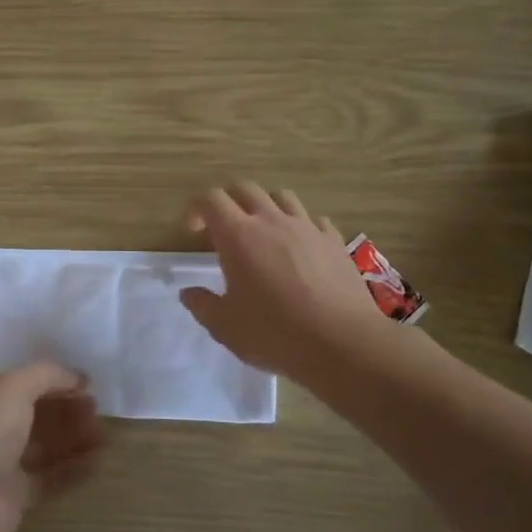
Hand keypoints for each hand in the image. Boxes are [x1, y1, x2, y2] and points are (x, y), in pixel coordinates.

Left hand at [0, 362, 104, 531]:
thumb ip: (47, 374)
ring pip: (44, 446)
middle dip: (66, 408)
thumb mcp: (12, 387)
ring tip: (105, 436)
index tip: (87, 382)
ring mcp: (0, 463)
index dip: (53, 378)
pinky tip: (98, 462)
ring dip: (74, 438)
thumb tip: (77, 376)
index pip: (20, 380)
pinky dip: (73, 469)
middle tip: (98, 408)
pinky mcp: (14, 497)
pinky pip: (49, 478)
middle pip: (34, 413)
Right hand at [179, 182, 412, 392]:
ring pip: (282, 196)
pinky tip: (301, 248)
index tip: (194, 232)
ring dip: (266, 207)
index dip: (197, 208)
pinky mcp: (334, 241)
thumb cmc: (274, 333)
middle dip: (229, 201)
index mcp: (238, 235)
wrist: (343, 343)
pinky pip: (314, 220)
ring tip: (263, 232)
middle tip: (224, 229)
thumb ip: (202, 305)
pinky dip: (301, 226)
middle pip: (245, 188)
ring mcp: (307, 228)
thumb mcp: (225, 327)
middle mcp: (271, 221)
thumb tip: (189, 293)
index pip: (211, 199)